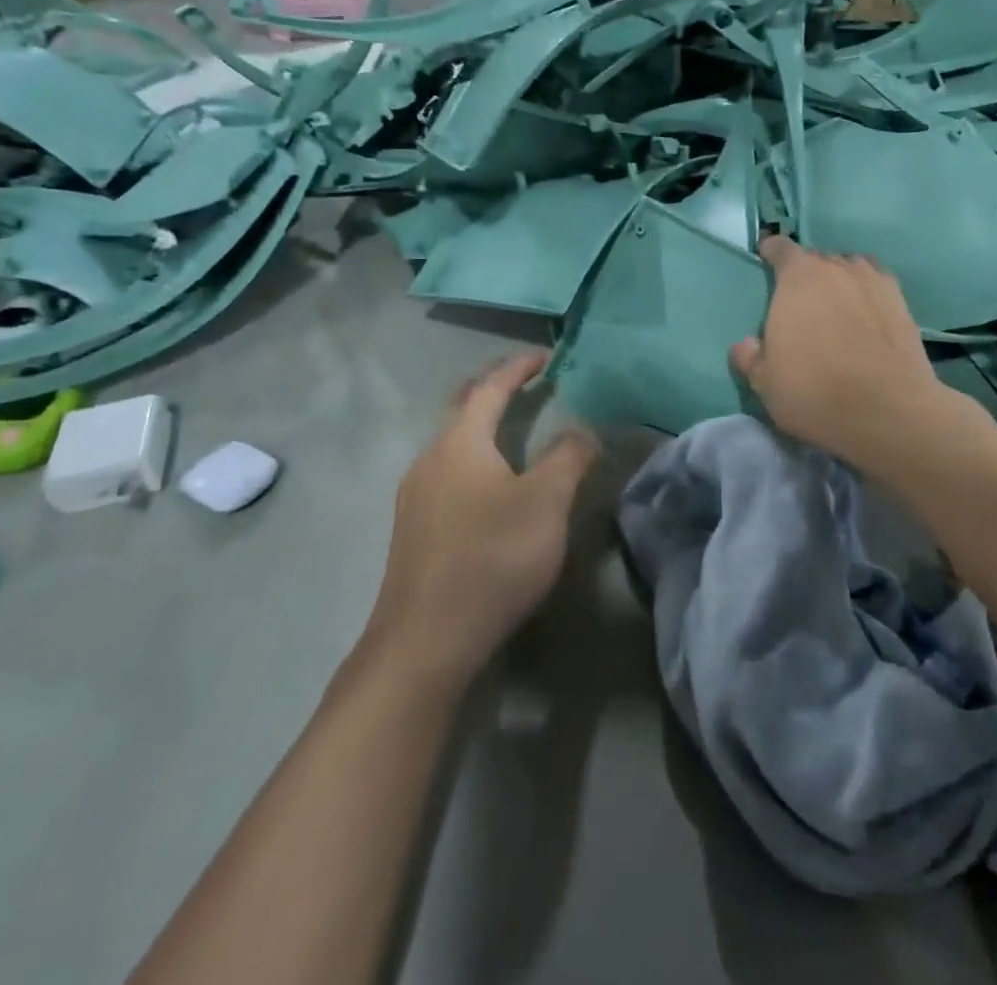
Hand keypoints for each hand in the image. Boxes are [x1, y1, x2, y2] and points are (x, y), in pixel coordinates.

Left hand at [368, 353, 597, 682]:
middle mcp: (430, 458)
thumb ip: (568, 456)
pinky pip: (446, 473)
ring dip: (481, 426)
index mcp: (460, 442)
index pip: (491, 387)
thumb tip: (582, 429)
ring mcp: (415, 496)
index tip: (546, 355)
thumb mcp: (546, 501)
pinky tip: (488, 486)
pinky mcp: (413, 530)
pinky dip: (473, 458)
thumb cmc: (492, 557)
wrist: (426, 640)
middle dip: (493, 389)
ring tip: (511, 429)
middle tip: (524, 381)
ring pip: (451, 443)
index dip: (519, 367)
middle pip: (462, 409)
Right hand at [731, 236, 946, 465]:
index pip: (781, 248)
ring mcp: (875, 282)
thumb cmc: (814, 390)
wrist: (887, 410)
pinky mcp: (903, 303)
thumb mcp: (765, 383)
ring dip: (840, 281)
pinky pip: (877, 286)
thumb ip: (750, 357)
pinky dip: (868, 295)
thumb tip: (746, 344)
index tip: (767, 263)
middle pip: (817, 259)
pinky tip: (867, 316)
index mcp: (798, 277)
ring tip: (836, 306)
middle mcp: (837, 268)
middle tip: (801, 302)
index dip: (772, 253)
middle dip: (807, 274)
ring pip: (851, 269)